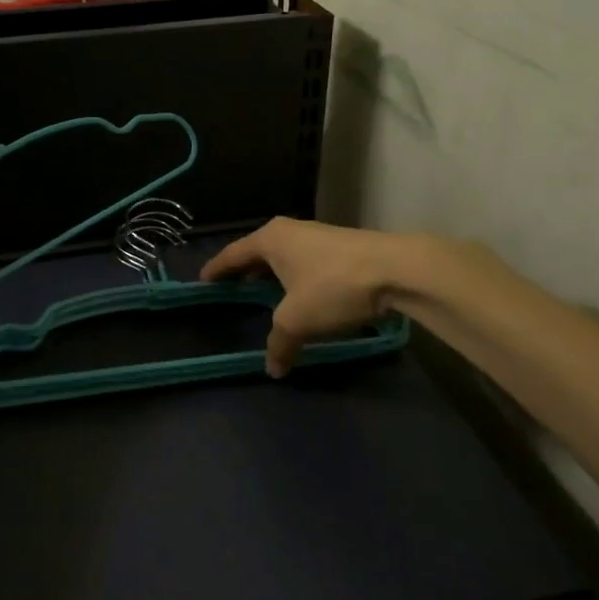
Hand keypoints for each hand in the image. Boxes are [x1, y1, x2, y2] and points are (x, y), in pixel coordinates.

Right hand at [202, 218, 408, 376]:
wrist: (396, 269)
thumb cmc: (333, 286)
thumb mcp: (298, 320)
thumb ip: (280, 343)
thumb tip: (272, 368)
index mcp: (269, 239)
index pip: (232, 254)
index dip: (216, 270)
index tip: (202, 281)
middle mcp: (289, 231)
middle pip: (257, 253)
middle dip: (244, 272)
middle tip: (231, 291)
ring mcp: (316, 236)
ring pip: (284, 258)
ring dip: (273, 277)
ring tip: (265, 297)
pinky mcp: (340, 247)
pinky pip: (304, 263)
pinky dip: (294, 279)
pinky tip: (301, 297)